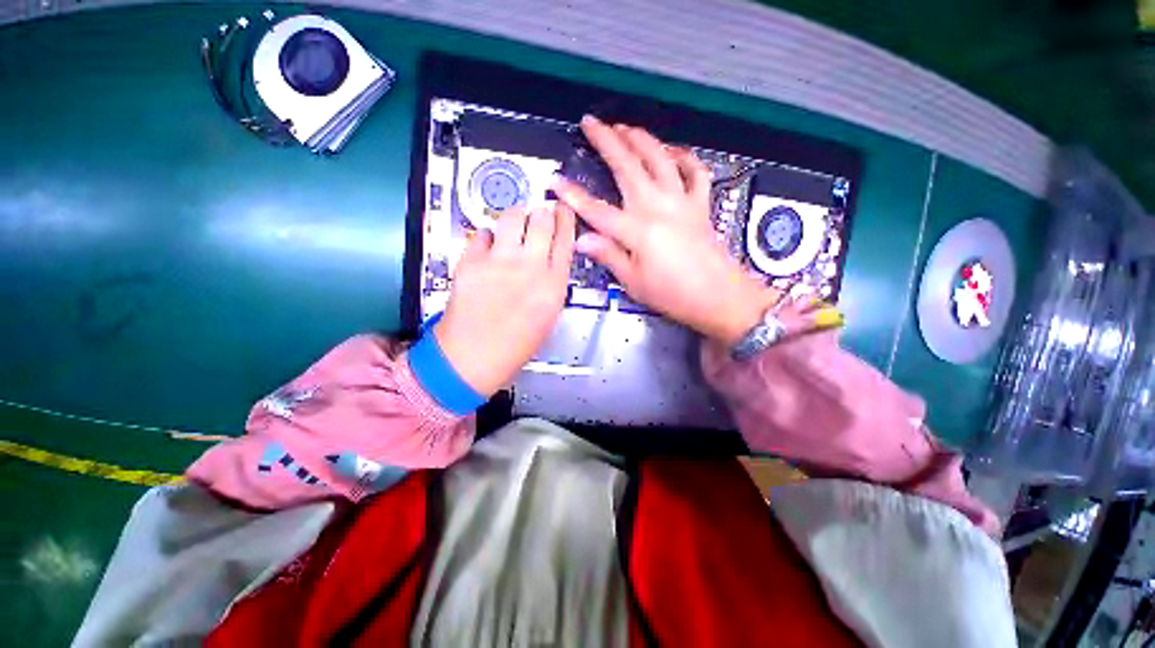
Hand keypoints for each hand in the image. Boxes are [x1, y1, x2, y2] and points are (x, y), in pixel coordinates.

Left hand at [435, 205, 575, 395]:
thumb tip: (549, 257)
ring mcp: (499, 262)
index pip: (566, 238)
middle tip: (538, 215)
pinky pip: (481, 233)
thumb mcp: (548, 315)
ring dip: (516, 217)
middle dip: (542, 212)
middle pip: (541, 219)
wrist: (473, 357)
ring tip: (513, 226)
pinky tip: (488, 248)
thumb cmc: (515, 344)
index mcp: (553, 285)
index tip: (562, 209)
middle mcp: (530, 267)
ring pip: (512, 216)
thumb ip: (551, 282)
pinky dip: (487, 236)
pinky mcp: (471, 261)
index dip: (565, 219)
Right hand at [553, 116, 775, 345]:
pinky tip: (674, 151)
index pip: (597, 210)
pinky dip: (685, 157)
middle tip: (591, 122)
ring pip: (660, 159)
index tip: (555, 182)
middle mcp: (657, 206)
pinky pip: (695, 172)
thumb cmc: (672, 294)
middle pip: (628, 167)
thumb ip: (608, 255)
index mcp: (637, 230)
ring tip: (625, 127)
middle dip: (607, 142)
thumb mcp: (633, 282)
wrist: (718, 296)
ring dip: (641, 139)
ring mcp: (682, 201)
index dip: (574, 196)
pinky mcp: (700, 204)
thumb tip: (581, 239)